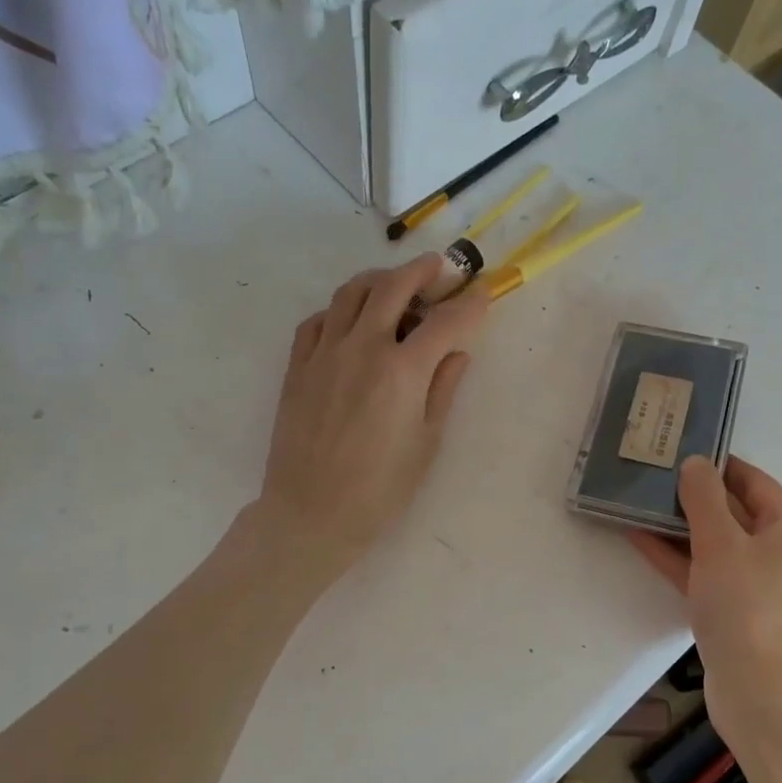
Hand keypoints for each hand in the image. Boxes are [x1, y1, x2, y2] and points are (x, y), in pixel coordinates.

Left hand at [253, 253, 488, 577]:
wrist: (312, 512)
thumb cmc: (380, 489)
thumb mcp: (426, 442)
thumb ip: (444, 389)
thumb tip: (457, 352)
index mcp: (402, 371)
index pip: (445, 321)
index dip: (470, 305)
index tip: (483, 296)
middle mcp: (363, 348)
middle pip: (394, 286)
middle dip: (423, 270)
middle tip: (440, 269)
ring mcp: (324, 352)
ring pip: (351, 292)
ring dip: (379, 279)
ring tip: (395, 285)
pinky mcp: (298, 365)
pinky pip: (318, 319)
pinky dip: (340, 309)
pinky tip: (352, 321)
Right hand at [630, 456, 781, 743]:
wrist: (758, 691)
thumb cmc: (746, 607)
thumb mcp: (721, 543)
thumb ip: (704, 499)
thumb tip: (694, 463)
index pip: (754, 482)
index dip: (720, 465)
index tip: (682, 450)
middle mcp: (780, 553)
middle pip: (734, 513)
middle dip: (694, 496)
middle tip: (654, 476)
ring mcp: (757, 585)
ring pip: (715, 544)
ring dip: (679, 526)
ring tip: (639, 503)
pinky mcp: (735, 611)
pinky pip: (704, 572)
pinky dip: (678, 557)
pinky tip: (640, 540)